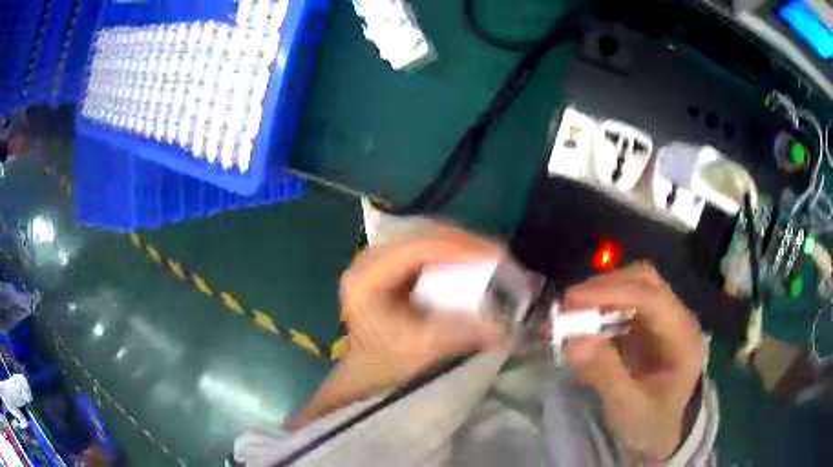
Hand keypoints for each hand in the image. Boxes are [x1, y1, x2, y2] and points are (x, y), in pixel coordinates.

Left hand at [292, 226, 504, 426]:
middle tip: (496, 253)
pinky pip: (422, 245)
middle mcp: (368, 259)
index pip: (415, 250)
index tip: (493, 254)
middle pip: (420, 236)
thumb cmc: (386, 359)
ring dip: (456, 242)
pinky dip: (448, 249)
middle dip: (461, 241)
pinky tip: (467, 257)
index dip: (456, 248)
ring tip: (487, 253)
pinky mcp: (388, 261)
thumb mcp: (423, 347)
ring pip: (422, 236)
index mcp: (367, 279)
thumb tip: (504, 329)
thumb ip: (461, 334)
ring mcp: (377, 257)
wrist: (364, 365)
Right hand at [562, 263, 704, 459]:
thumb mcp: (628, 409)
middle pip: (645, 282)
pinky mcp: (647, 327)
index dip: (613, 292)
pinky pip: (622, 306)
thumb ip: (606, 375)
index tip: (573, 300)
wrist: (658, 437)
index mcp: (683, 337)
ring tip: (569, 315)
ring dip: (600, 296)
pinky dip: (599, 310)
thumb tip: (574, 340)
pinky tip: (580, 327)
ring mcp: (662, 321)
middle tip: (569, 306)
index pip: (653, 298)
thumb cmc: (649, 425)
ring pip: (633, 287)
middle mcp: (677, 319)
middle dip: (605, 288)